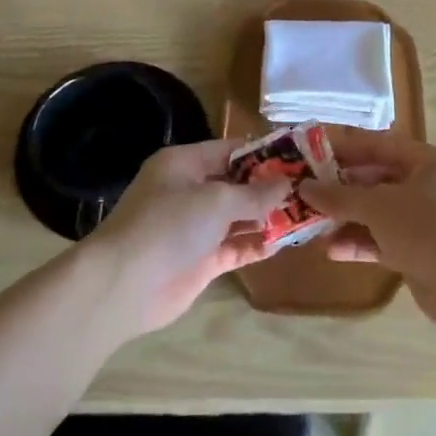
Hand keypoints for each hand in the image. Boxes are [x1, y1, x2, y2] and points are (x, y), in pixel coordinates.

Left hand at [81, 139, 290, 336]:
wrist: (124, 285)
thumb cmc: (169, 225)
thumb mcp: (217, 200)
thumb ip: (255, 194)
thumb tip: (287, 184)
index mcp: (185, 164)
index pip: (231, 150)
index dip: (265, 153)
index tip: (299, 158)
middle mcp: (189, 191)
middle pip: (237, 184)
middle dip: (270, 188)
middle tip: (310, 190)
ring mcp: (194, 228)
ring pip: (238, 217)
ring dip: (267, 218)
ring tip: (305, 216)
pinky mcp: (199, 260)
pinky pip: (234, 247)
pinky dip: (255, 245)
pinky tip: (283, 244)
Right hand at [299, 131, 435, 330]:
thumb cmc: (428, 227)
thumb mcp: (379, 206)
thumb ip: (340, 197)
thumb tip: (304, 188)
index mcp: (427, 161)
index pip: (379, 146)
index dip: (345, 148)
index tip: (311, 152)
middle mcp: (428, 186)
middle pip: (376, 180)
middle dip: (341, 189)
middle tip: (305, 192)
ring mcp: (425, 221)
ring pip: (378, 214)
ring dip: (347, 219)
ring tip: (311, 224)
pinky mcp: (420, 252)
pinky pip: (383, 241)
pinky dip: (360, 243)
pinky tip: (331, 250)